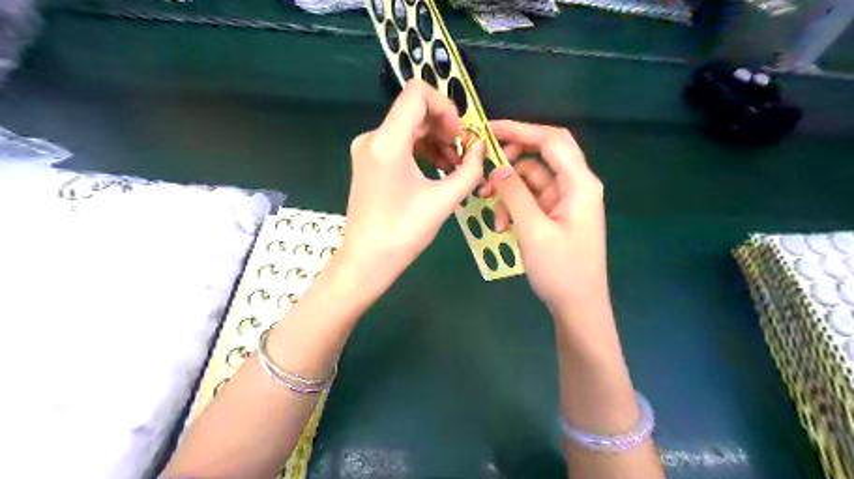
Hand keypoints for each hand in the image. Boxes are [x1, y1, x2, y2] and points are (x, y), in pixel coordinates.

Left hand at [343, 81, 486, 289]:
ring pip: (409, 127)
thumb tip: (482, 147)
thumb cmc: (404, 233)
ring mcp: (367, 149)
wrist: (367, 260)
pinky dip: (421, 150)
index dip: (446, 106)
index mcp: (387, 142)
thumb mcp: (444, 201)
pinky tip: (438, 170)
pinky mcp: (368, 161)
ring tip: (455, 167)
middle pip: (415, 111)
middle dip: (445, 128)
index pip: (417, 93)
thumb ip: (470, 170)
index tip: (460, 135)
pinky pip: (399, 143)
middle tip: (464, 155)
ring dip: (436, 141)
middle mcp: (372, 138)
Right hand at [479, 120, 606, 314]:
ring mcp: (566, 201)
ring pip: (532, 180)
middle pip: (541, 156)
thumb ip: (514, 194)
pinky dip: (514, 206)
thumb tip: (498, 168)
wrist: (578, 306)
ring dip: (509, 192)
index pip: (551, 141)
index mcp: (579, 184)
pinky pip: (531, 199)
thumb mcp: (533, 230)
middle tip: (485, 168)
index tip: (488, 129)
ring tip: (492, 213)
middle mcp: (576, 185)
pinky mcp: (556, 215)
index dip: (520, 129)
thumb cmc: (560, 270)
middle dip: (511, 159)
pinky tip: (501, 225)